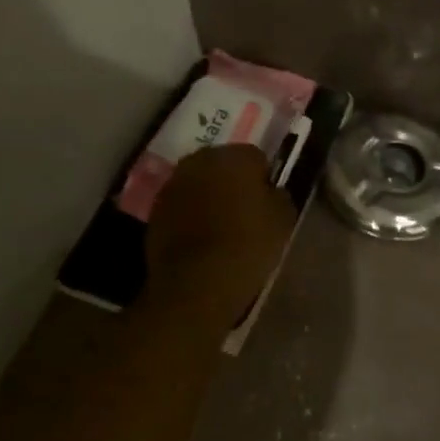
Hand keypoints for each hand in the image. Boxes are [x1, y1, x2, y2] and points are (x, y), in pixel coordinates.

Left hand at [145, 144, 296, 332]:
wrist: (196, 284)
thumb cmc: (247, 246)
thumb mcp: (284, 220)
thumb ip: (278, 195)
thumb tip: (270, 190)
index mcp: (234, 156)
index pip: (256, 157)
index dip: (263, 179)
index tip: (267, 202)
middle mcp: (200, 160)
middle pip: (223, 165)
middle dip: (233, 181)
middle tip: (244, 211)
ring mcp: (174, 184)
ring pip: (200, 182)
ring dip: (209, 196)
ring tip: (221, 226)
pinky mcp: (156, 209)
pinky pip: (181, 204)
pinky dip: (190, 214)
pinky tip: (200, 238)